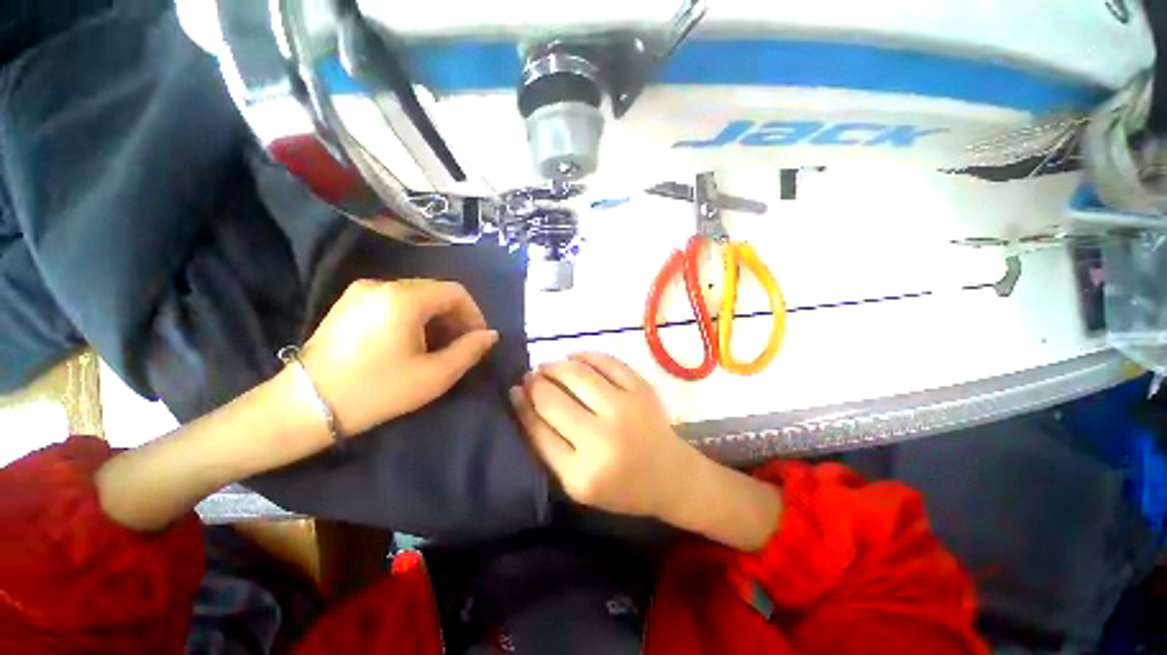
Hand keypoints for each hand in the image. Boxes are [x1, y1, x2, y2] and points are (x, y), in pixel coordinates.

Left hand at [302, 279, 498, 434]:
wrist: (304, 406)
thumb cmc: (376, 391)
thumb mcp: (433, 376)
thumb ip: (469, 351)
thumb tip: (490, 335)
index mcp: (404, 298)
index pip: (455, 292)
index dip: (474, 314)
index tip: (478, 339)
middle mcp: (383, 284)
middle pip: (435, 291)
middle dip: (455, 316)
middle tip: (460, 346)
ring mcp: (362, 291)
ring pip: (416, 296)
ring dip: (435, 317)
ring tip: (437, 346)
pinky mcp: (349, 302)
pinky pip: (395, 301)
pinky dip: (414, 316)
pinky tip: (411, 342)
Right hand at [510, 352, 701, 519]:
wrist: (671, 476)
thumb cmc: (619, 486)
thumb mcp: (576, 481)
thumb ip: (546, 445)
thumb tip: (521, 398)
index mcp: (582, 474)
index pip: (538, 429)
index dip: (521, 405)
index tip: (514, 390)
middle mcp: (603, 439)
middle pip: (553, 399)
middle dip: (535, 382)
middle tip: (530, 376)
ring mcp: (626, 409)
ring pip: (578, 374)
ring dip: (556, 365)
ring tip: (548, 366)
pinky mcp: (642, 389)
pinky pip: (607, 362)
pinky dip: (585, 355)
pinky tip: (574, 357)